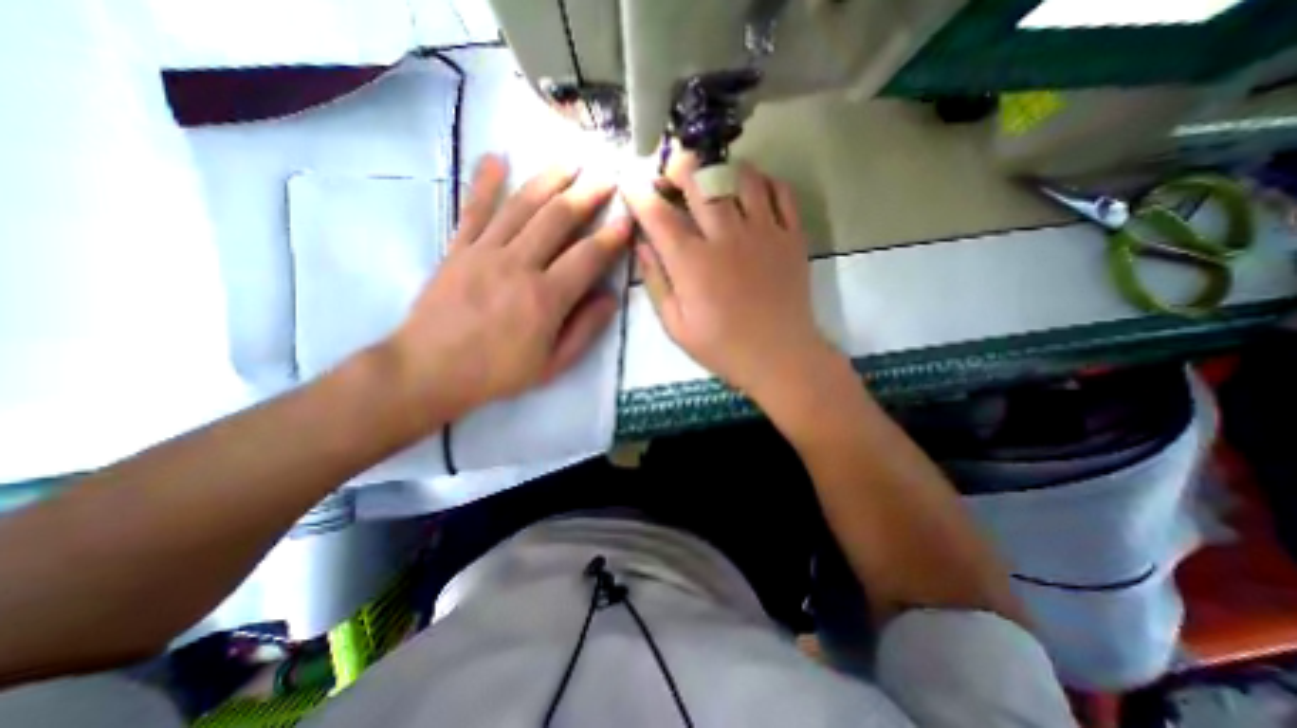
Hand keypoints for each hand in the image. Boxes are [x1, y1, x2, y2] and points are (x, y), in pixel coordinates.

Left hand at [381, 153, 629, 426]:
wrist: (430, 370)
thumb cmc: (498, 372)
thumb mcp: (553, 364)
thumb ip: (585, 329)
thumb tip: (610, 298)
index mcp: (546, 298)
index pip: (587, 257)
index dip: (611, 238)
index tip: (627, 220)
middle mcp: (518, 265)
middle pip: (557, 219)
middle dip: (587, 195)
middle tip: (607, 177)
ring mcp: (485, 252)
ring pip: (522, 205)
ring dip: (549, 179)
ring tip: (570, 162)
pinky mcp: (459, 248)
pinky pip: (475, 208)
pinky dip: (485, 181)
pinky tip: (497, 158)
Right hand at [627, 155, 840, 400]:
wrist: (779, 357)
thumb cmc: (722, 347)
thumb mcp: (676, 326)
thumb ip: (656, 283)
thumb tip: (642, 246)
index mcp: (692, 263)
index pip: (658, 216)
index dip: (639, 194)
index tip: (630, 182)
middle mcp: (726, 237)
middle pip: (701, 181)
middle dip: (679, 168)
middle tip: (672, 174)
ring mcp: (764, 232)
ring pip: (742, 177)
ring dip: (721, 170)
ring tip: (712, 180)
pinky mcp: (792, 236)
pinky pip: (781, 192)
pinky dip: (764, 182)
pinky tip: (752, 191)